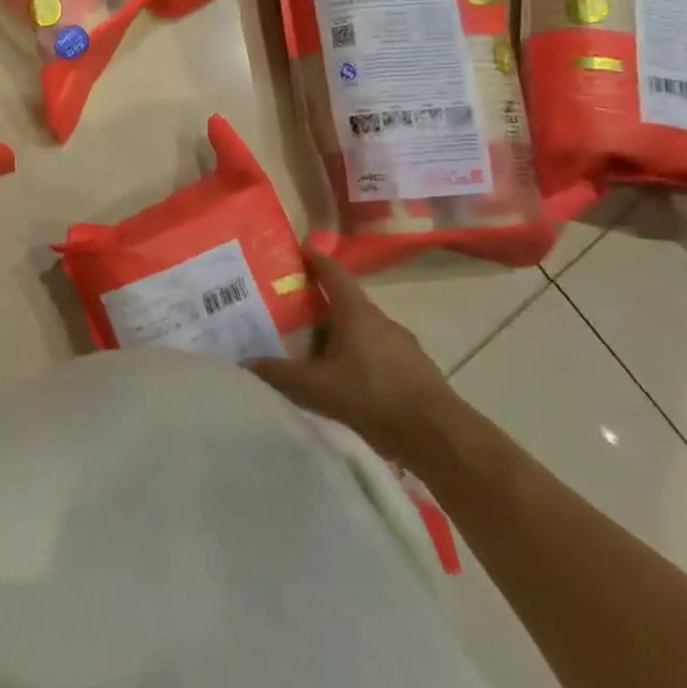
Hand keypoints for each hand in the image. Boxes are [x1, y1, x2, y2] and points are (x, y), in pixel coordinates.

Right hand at [247, 253, 464, 471]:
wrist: (442, 438)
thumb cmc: (375, 398)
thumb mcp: (318, 388)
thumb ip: (280, 374)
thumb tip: (244, 361)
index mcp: (357, 313)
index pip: (333, 273)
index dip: (315, 259)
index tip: (298, 249)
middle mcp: (381, 321)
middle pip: (347, 301)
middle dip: (320, 302)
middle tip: (291, 308)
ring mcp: (404, 345)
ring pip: (363, 329)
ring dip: (340, 332)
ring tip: (314, 348)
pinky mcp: (416, 370)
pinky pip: (379, 352)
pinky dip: (359, 355)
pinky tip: (346, 379)